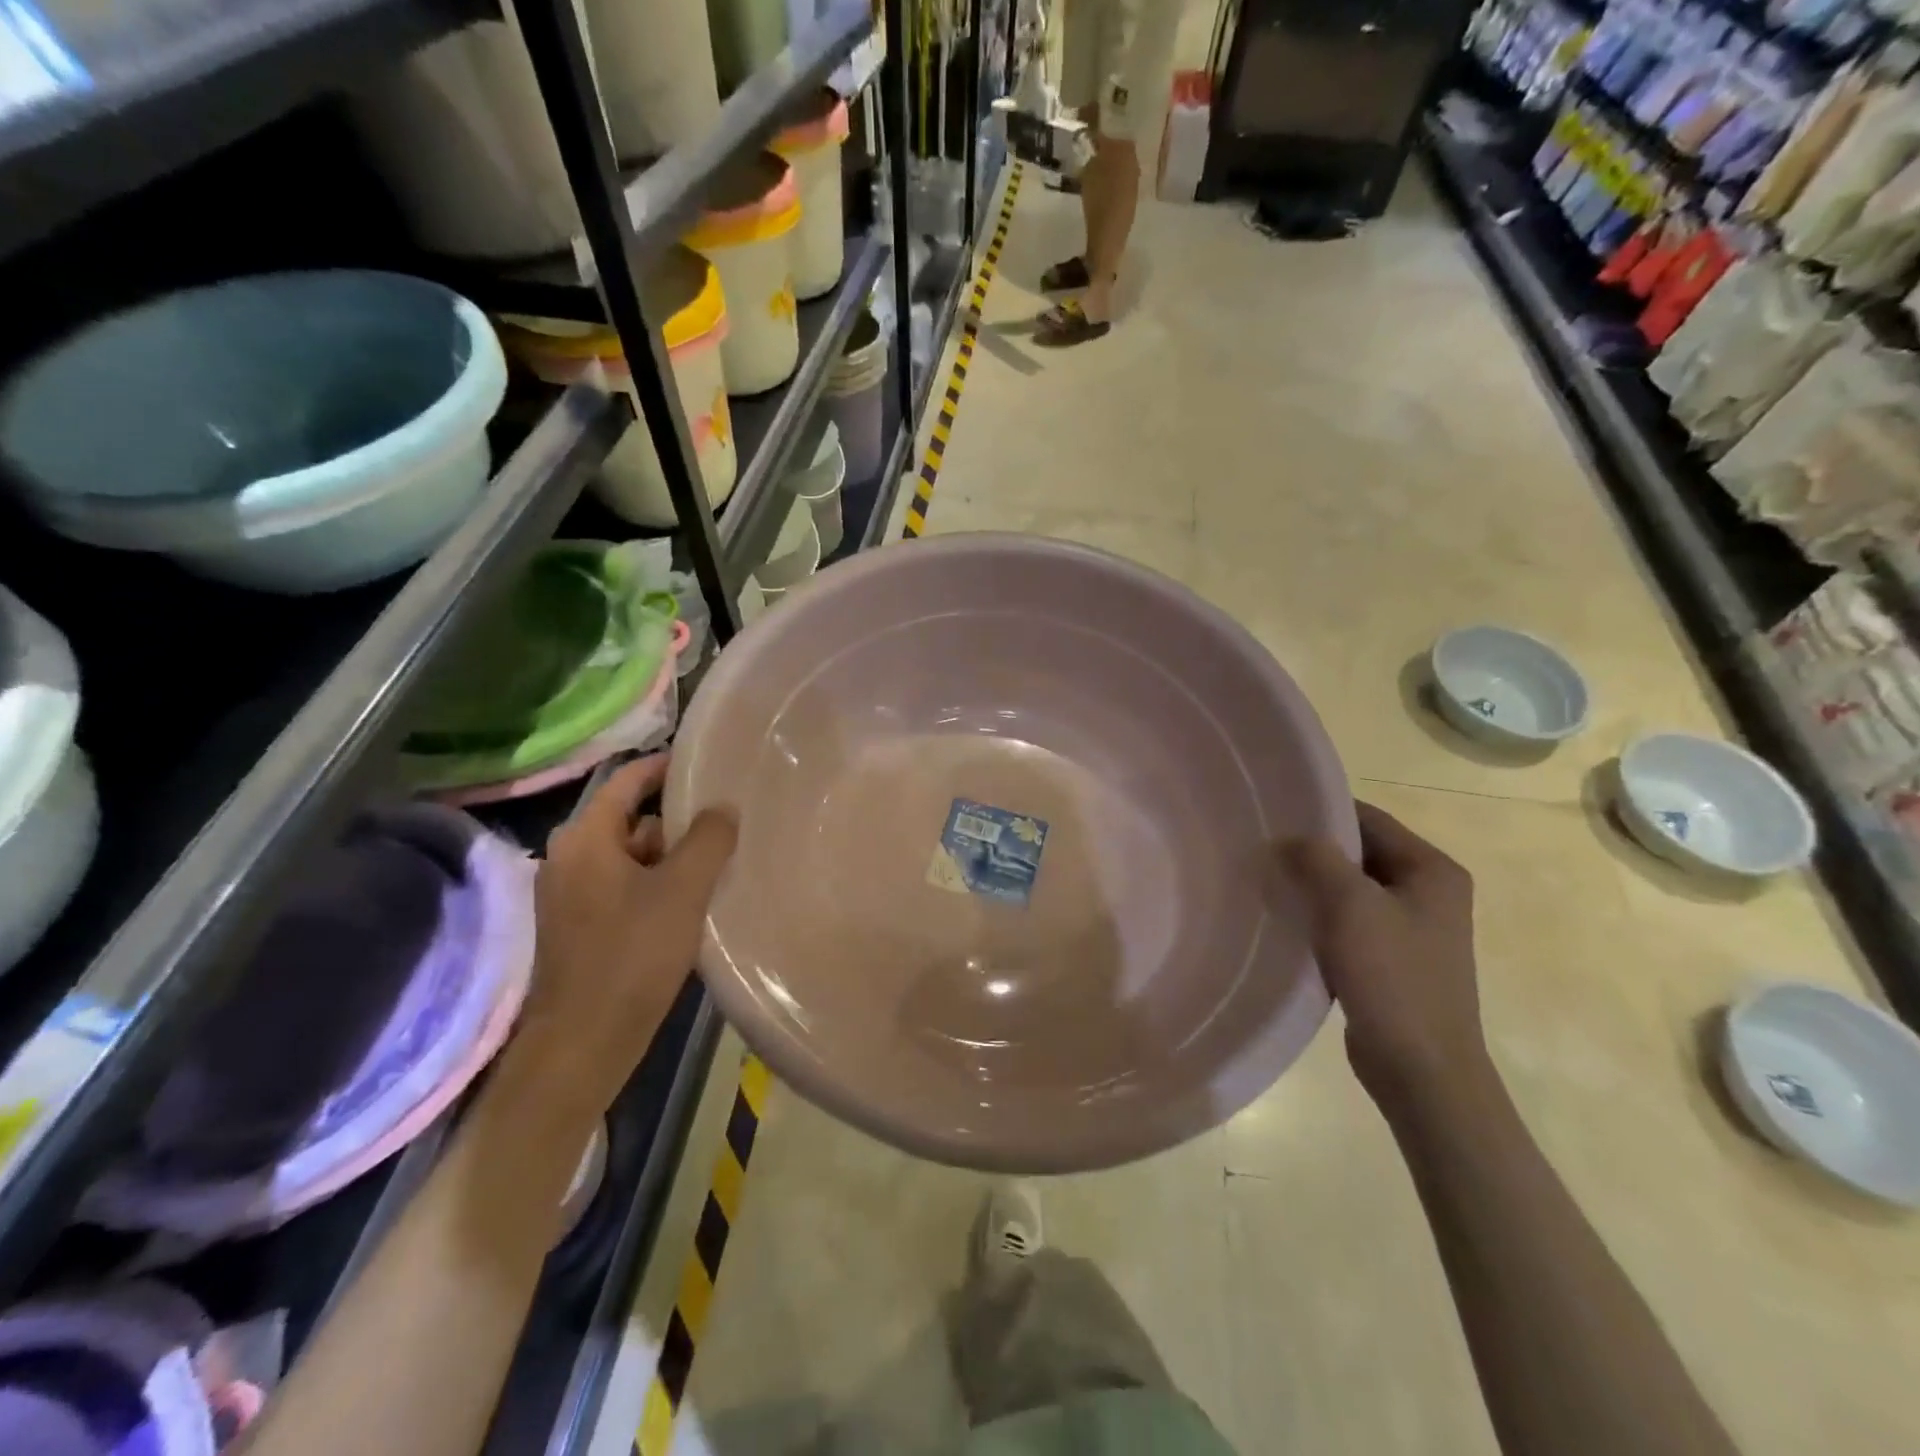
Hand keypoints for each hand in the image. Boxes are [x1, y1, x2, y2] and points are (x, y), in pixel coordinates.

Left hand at [516, 754, 737, 1115]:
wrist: (583, 1044)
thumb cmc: (632, 956)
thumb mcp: (682, 890)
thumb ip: (707, 840)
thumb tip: (722, 807)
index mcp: (585, 840)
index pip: (625, 782)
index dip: (663, 768)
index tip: (703, 763)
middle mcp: (568, 858)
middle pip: (629, 820)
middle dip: (675, 822)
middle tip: (722, 825)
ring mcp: (569, 895)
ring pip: (628, 857)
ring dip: (668, 858)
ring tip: (713, 867)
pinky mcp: (577, 926)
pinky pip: (622, 886)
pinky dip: (654, 885)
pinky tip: (687, 905)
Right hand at [1284, 802, 1489, 1103]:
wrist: (1421, 1070)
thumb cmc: (1392, 977)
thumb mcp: (1349, 905)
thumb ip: (1316, 858)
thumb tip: (1286, 839)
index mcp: (1432, 869)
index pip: (1368, 818)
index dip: (1320, 812)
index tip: (1272, 815)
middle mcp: (1428, 892)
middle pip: (1359, 853)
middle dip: (1312, 852)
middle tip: (1261, 849)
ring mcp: (1412, 928)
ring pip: (1350, 888)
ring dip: (1313, 885)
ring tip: (1267, 882)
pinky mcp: (1393, 959)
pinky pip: (1350, 921)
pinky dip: (1320, 917)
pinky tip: (1287, 922)